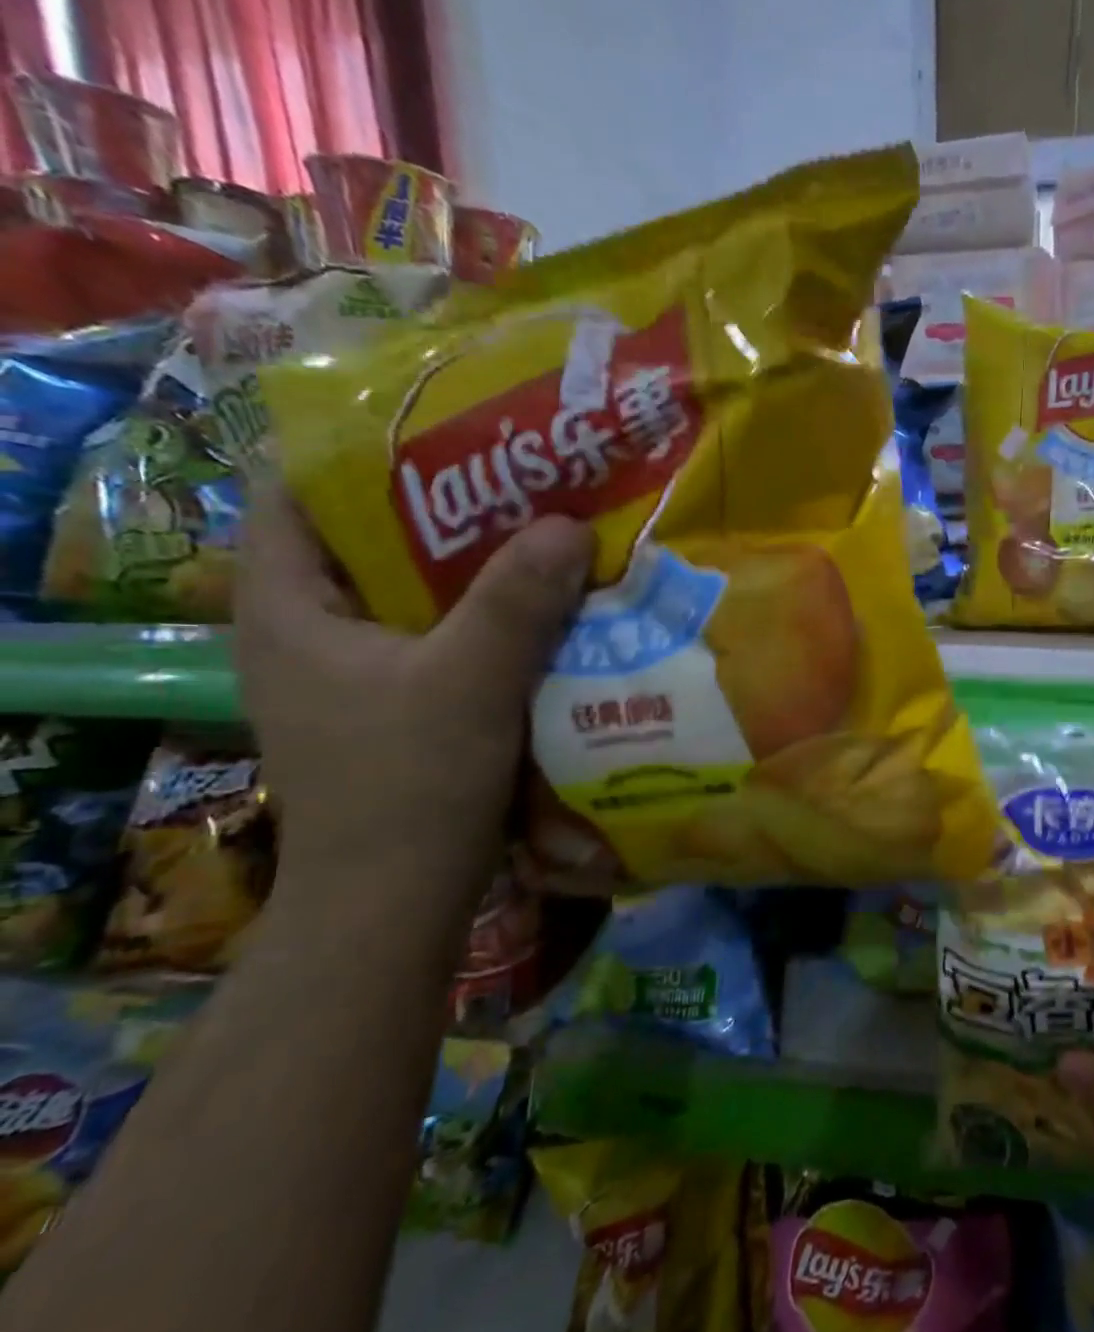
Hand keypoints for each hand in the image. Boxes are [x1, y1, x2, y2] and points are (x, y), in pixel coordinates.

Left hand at [235, 480, 592, 911]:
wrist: (397, 899)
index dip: (365, 454)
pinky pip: (441, 637)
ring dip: (476, 569)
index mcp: (286, 609)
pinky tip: (544, 612)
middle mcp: (308, 632)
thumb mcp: (468, 683)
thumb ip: (517, 602)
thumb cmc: (410, 784)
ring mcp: (351, 673)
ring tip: (544, 538)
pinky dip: (486, 618)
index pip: (300, 495)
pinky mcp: (394, 706)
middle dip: (445, 510)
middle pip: (370, 542)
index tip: (451, 432)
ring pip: (413, 594)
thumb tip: (569, 523)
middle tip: (523, 482)